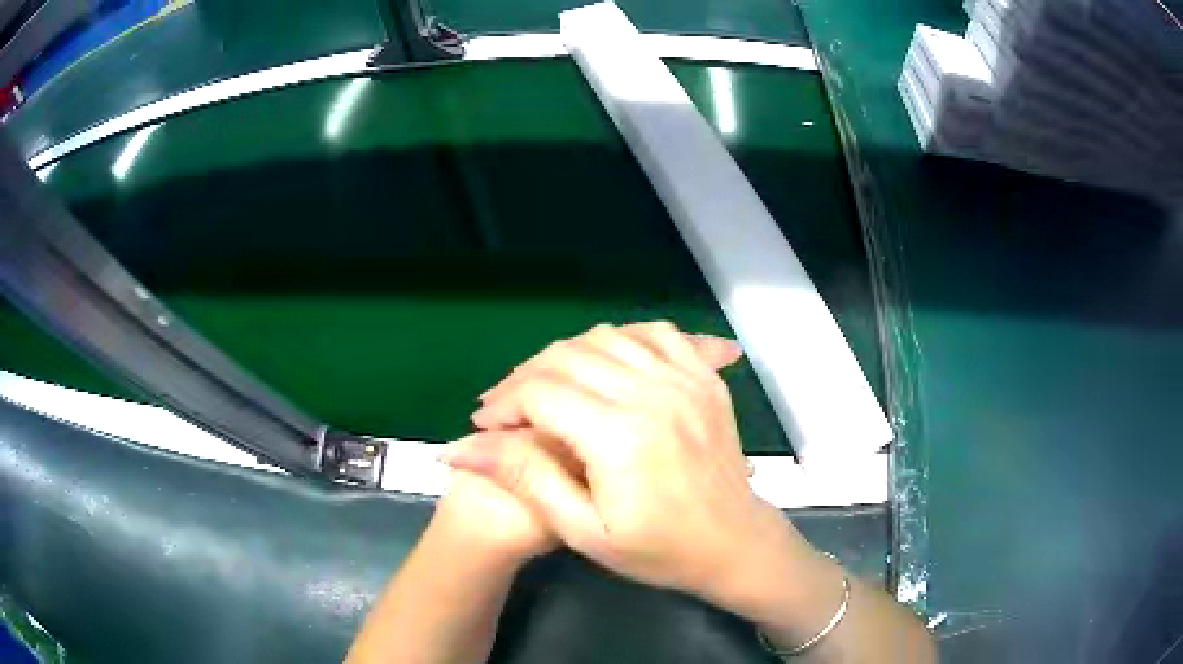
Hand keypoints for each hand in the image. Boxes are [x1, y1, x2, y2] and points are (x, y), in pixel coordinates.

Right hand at [441, 322, 802, 605]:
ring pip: (605, 337)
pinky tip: (603, 362)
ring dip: (564, 356)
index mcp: (620, 436)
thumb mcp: (584, 531)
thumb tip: (457, 447)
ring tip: (546, 387)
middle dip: (524, 377)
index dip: (503, 404)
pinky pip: (654, 333)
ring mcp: (684, 379)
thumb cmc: (659, 550)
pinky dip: (619, 338)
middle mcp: (652, 393)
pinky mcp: (703, 378)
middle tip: (507, 408)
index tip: (486, 426)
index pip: (540, 392)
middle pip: (567, 356)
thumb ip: (524, 479)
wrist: (735, 543)